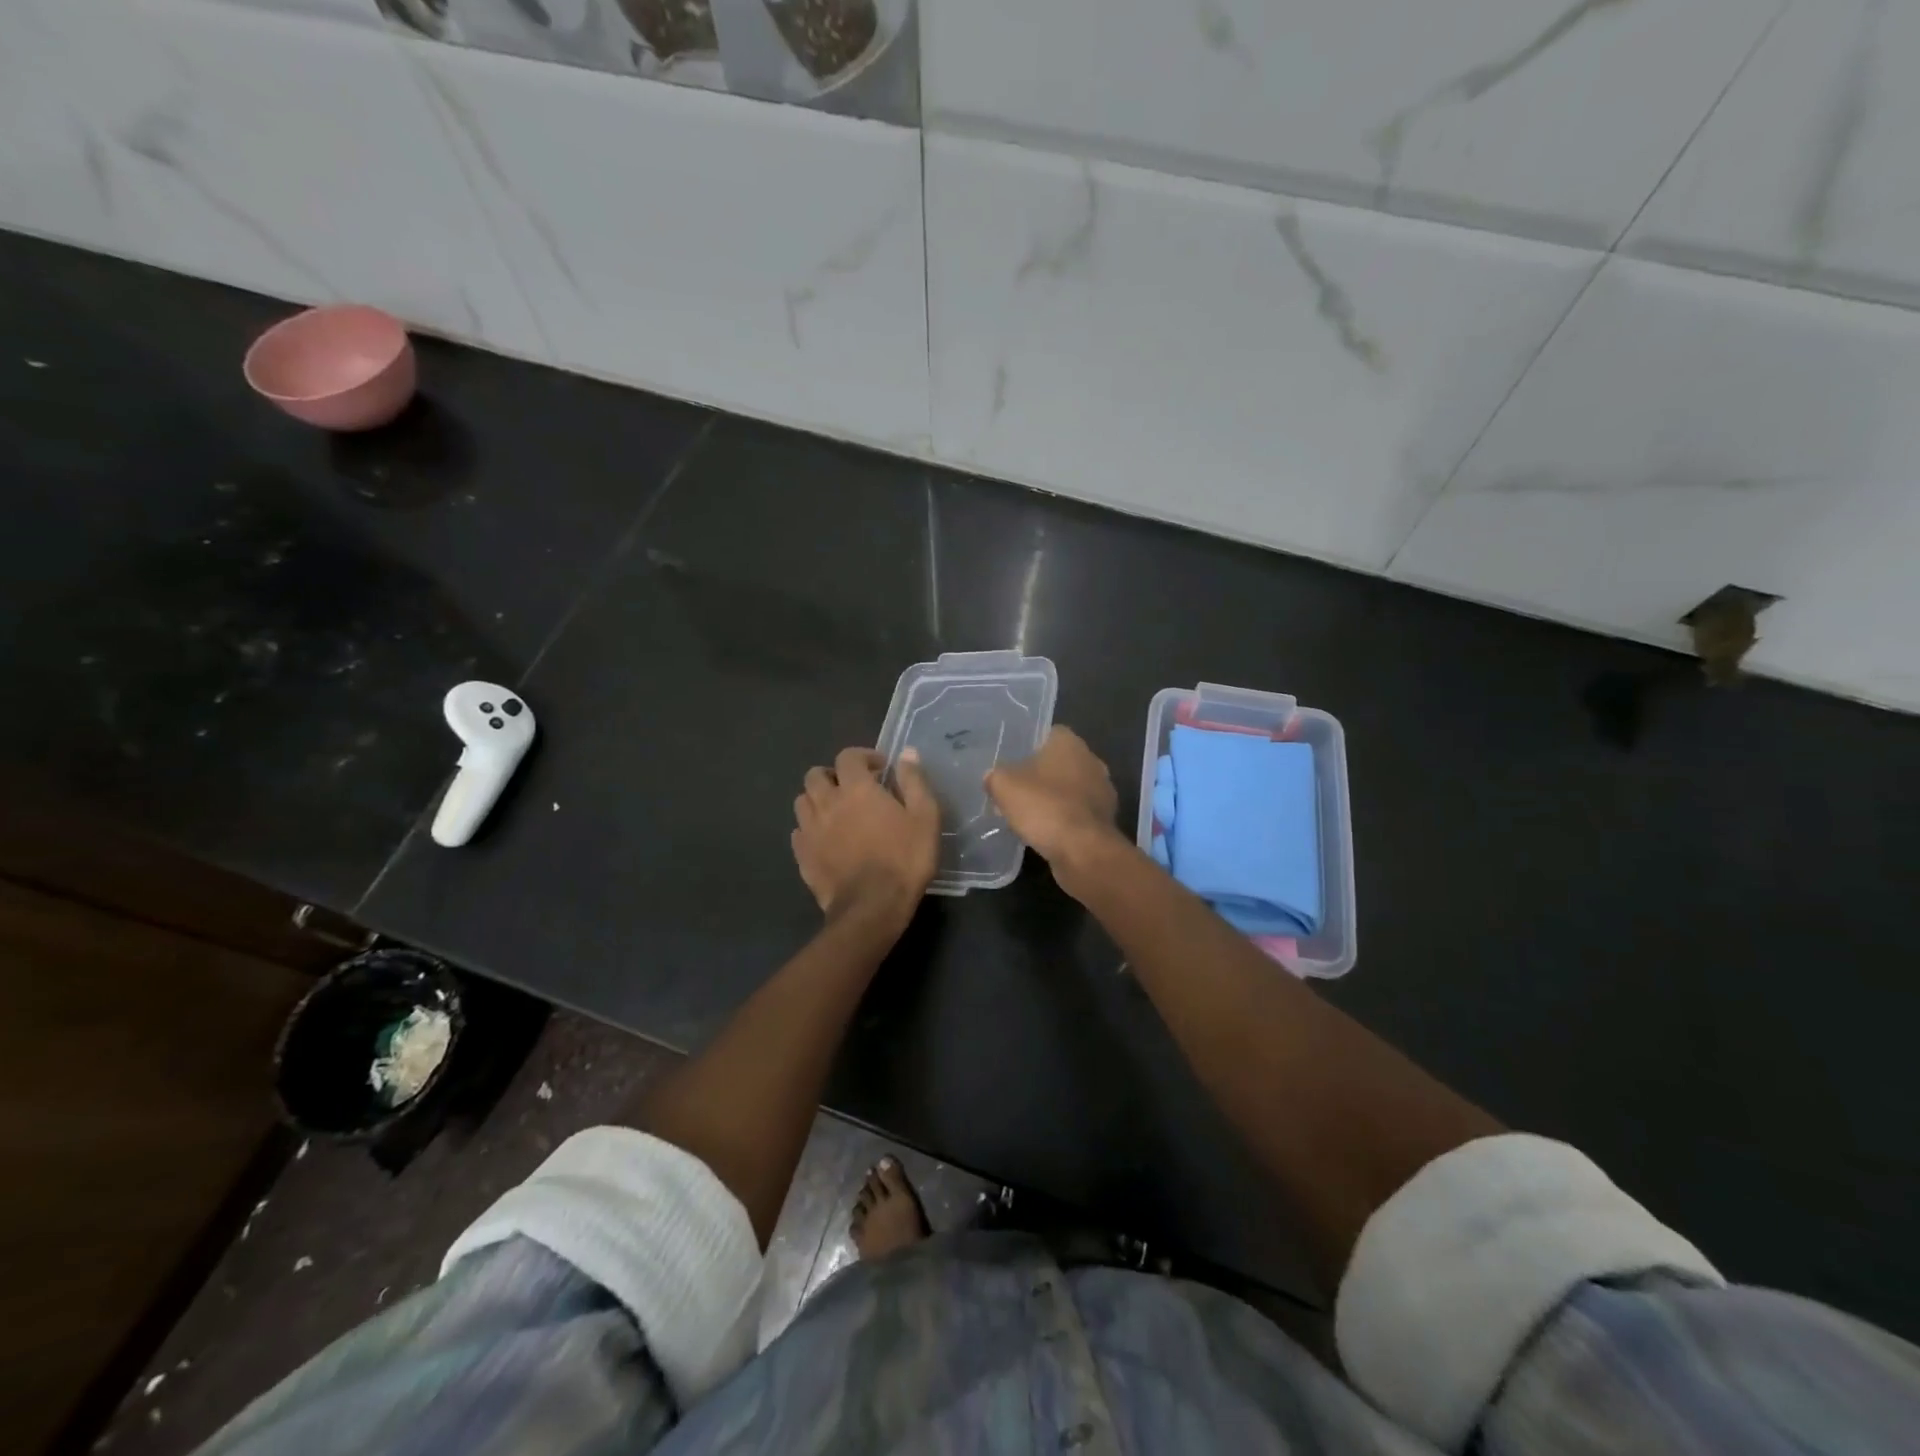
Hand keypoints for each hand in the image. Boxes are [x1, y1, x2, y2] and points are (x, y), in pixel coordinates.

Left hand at [792, 747, 939, 920]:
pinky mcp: (802, 855)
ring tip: (836, 812)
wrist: (873, 907)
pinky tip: (825, 839)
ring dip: (817, 799)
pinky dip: (809, 828)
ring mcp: (810, 830)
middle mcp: (827, 802)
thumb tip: (907, 753)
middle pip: (816, 775)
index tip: (880, 769)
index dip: (864, 756)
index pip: (848, 756)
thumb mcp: (925, 817)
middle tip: (853, 788)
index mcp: (856, 789)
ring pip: (802, 801)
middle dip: (834, 775)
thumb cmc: (904, 859)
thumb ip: (914, 781)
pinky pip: (799, 832)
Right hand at [985, 726, 1121, 865]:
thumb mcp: (1003, 786)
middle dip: (1040, 775)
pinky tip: (1046, 832)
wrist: (1082, 850)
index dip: (1027, 747)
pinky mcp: (1105, 818)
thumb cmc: (1043, 806)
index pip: (1047, 734)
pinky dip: (1064, 819)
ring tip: (1027, 815)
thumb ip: (995, 776)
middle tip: (1015, 790)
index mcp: (1070, 742)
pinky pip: (1078, 812)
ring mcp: (1103, 790)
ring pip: (1070, 789)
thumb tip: (992, 777)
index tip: (1011, 763)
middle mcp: (1092, 760)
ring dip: (1053, 799)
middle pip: (1059, 763)